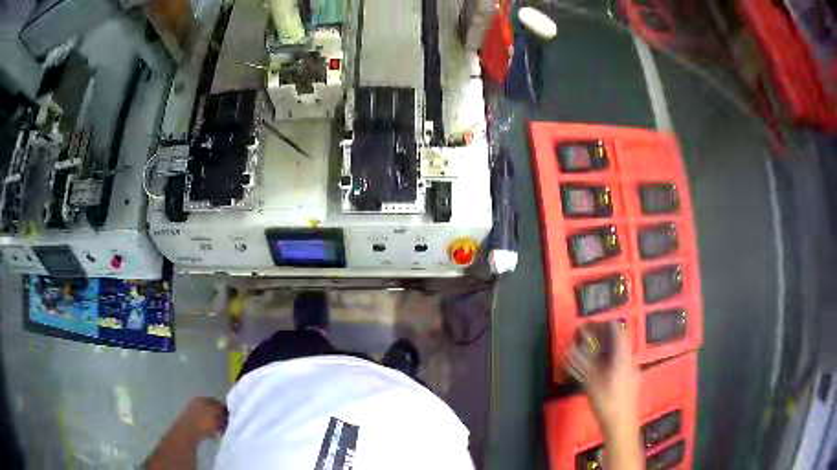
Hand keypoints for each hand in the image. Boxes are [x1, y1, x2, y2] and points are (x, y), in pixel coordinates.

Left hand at [172, 397, 227, 440]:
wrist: (186, 432)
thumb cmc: (202, 422)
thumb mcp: (215, 415)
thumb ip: (221, 411)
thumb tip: (226, 412)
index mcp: (202, 399)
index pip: (217, 402)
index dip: (224, 410)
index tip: (230, 419)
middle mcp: (196, 403)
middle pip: (212, 409)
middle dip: (220, 417)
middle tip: (226, 425)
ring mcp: (192, 412)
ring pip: (208, 417)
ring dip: (214, 423)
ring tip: (220, 431)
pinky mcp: (190, 422)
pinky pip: (203, 423)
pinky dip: (209, 428)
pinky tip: (212, 434)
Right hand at [565, 323, 639, 436]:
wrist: (622, 426)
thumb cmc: (606, 403)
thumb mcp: (591, 382)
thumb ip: (583, 362)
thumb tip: (573, 347)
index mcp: (622, 356)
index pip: (616, 329)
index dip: (602, 325)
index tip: (589, 326)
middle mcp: (631, 359)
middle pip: (619, 340)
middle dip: (603, 338)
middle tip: (588, 341)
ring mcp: (634, 370)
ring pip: (621, 353)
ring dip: (607, 351)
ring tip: (592, 356)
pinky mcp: (632, 381)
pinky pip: (623, 363)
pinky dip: (612, 362)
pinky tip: (602, 373)